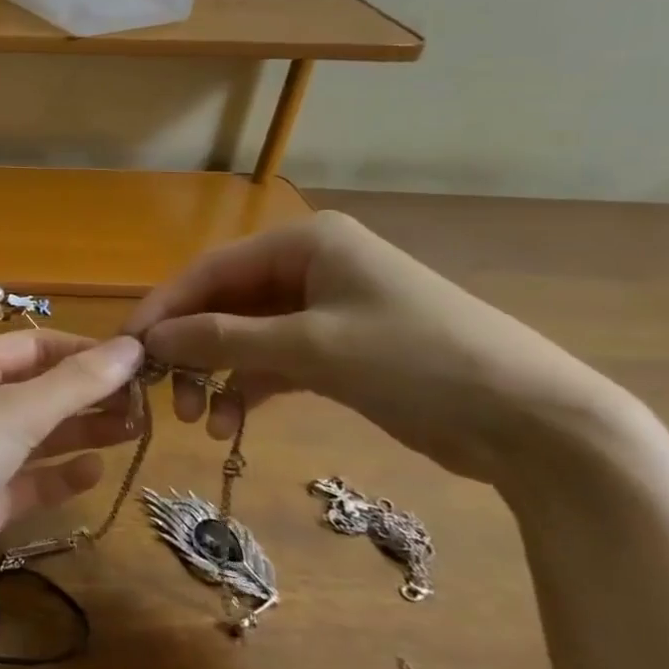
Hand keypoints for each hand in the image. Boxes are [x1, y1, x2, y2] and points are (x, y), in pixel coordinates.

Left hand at [0, 330, 143, 618]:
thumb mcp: (17, 411)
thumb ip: (77, 383)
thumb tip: (132, 347)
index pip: (33, 345)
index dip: (83, 350)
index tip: (138, 362)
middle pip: (38, 389)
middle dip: (88, 393)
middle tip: (146, 403)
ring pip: (38, 434)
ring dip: (81, 431)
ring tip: (135, 430)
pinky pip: (30, 479)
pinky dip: (60, 475)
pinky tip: (95, 472)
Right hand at [124, 211, 618, 487]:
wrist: (538, 425)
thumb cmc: (417, 362)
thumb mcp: (310, 348)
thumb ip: (221, 340)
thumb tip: (150, 339)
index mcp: (305, 243)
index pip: (210, 270)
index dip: (165, 308)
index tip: (130, 348)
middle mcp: (310, 267)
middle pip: (224, 304)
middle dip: (192, 349)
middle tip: (165, 395)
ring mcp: (325, 309)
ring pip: (244, 336)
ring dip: (217, 375)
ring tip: (199, 420)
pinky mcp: (339, 350)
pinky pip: (273, 361)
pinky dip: (248, 388)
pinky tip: (230, 422)